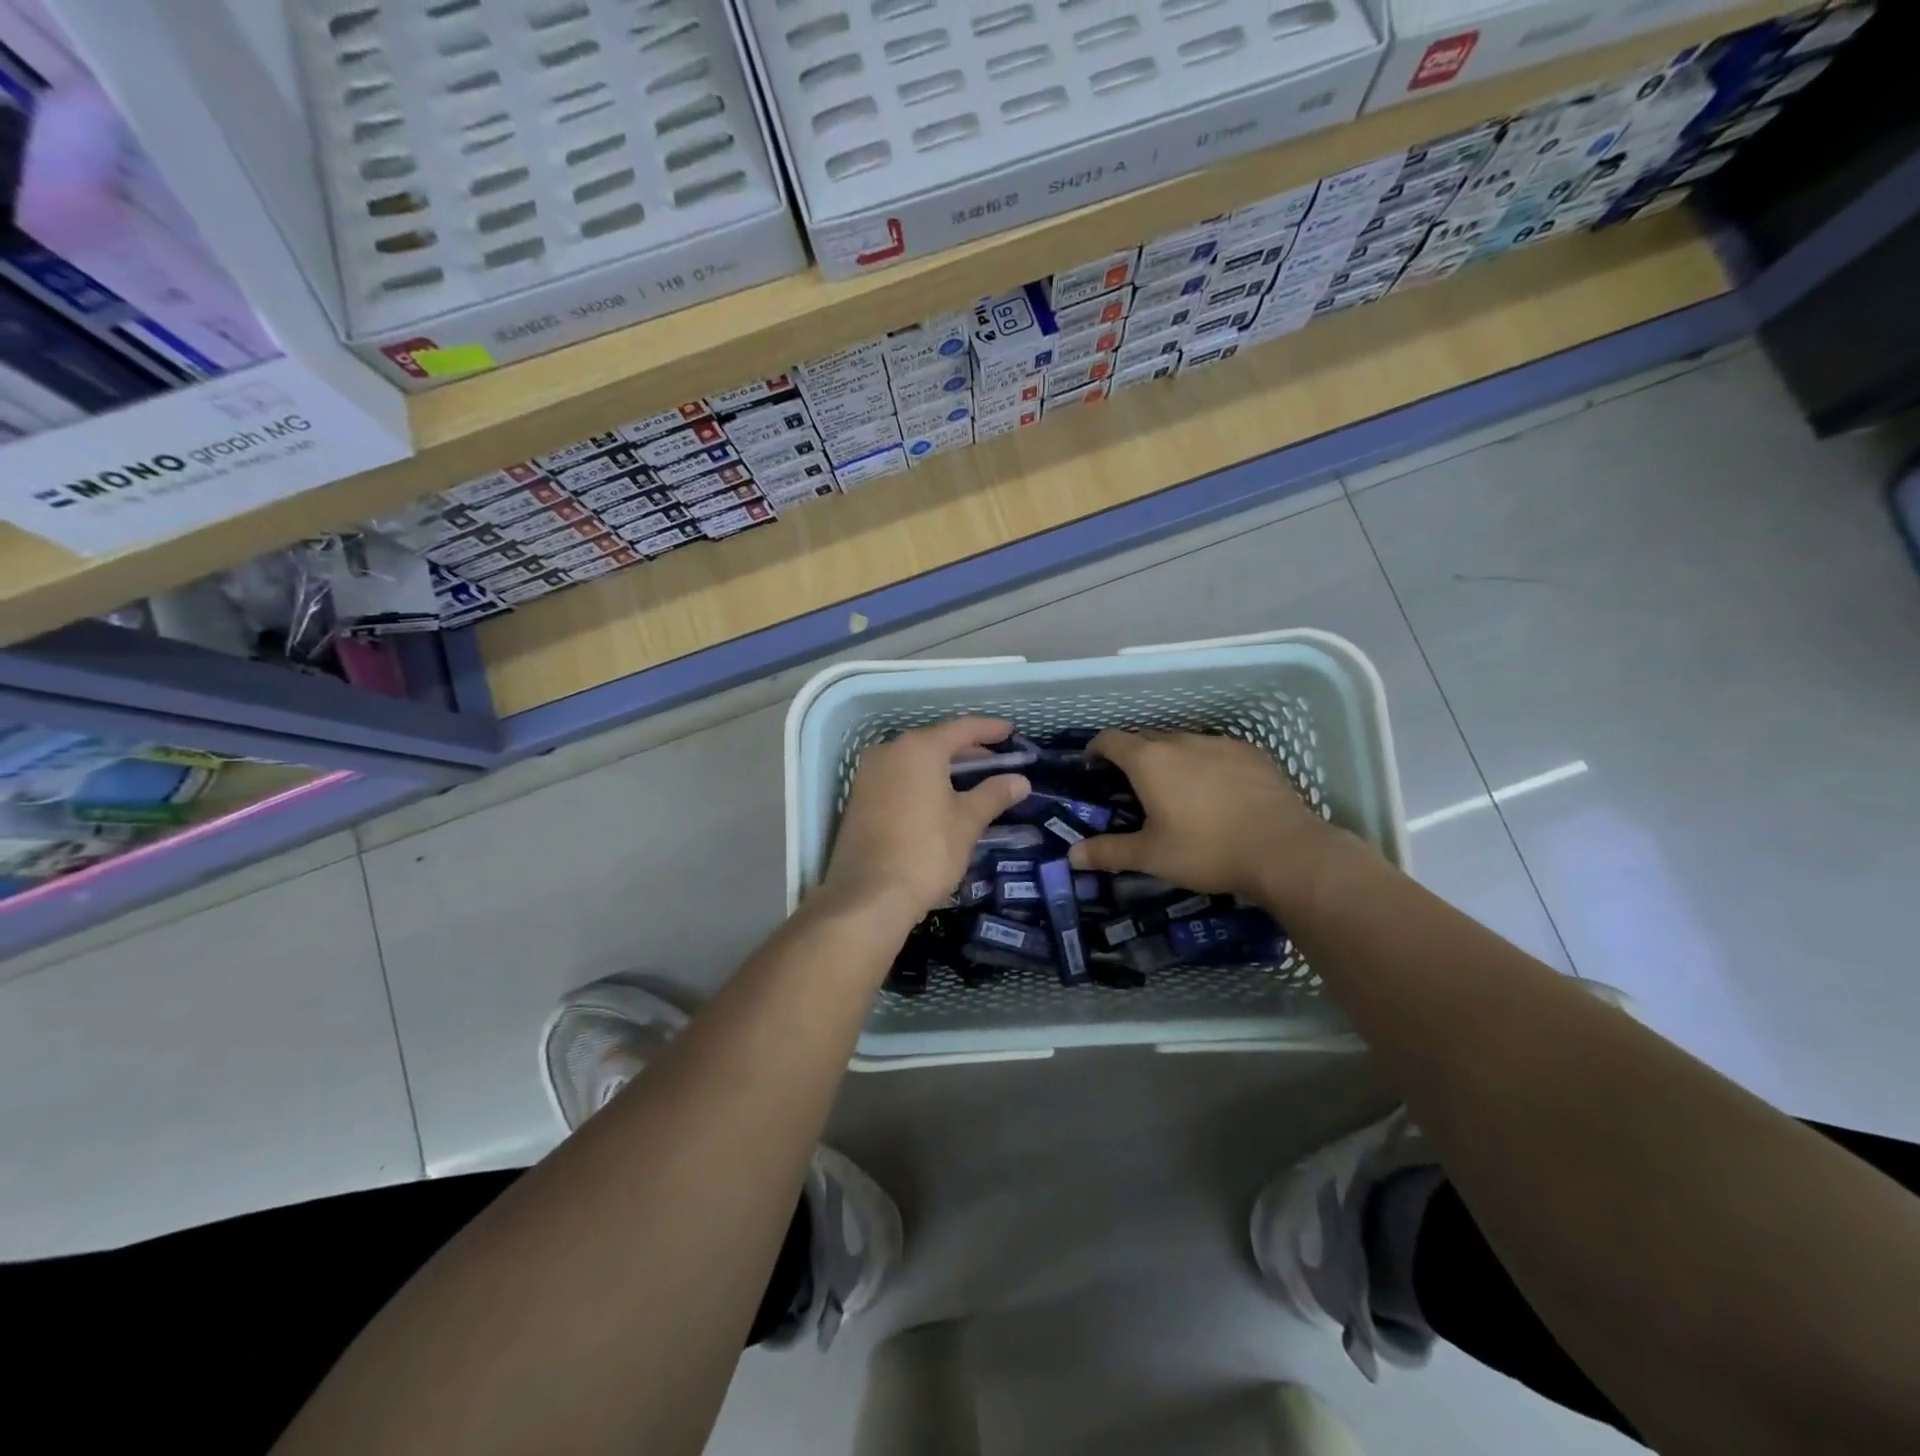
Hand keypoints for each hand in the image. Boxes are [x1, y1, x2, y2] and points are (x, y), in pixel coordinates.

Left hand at [820, 717, 1030, 929]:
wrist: (868, 896)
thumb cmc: (926, 852)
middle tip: (997, 761)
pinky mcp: (860, 798)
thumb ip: (993, 795)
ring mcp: (869, 774)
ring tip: (973, 780)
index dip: (989, 729)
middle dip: (968, 750)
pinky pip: (899, 777)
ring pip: (915, 760)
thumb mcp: (967, 822)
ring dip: (944, 767)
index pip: (961, 729)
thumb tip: (1020, 780)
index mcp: (918, 749)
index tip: (1010, 731)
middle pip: (936, 741)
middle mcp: (889, 751)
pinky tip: (941, 797)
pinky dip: (923, 780)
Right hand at [1067, 730, 1350, 908]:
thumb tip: (1072, 857)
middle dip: (1132, 755)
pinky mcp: (1250, 753)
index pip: (1110, 739)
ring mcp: (1219, 743)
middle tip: (1130, 785)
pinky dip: (1204, 764)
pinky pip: (1215, 750)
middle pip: (1146, 737)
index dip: (1095, 750)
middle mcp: (1181, 741)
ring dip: (1170, 758)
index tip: (1091, 766)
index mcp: (1149, 761)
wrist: (1283, 850)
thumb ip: (1109, 852)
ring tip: (1175, 788)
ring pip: (1183, 742)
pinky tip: (1215, 791)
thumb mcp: (1152, 856)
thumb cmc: (1207, 850)